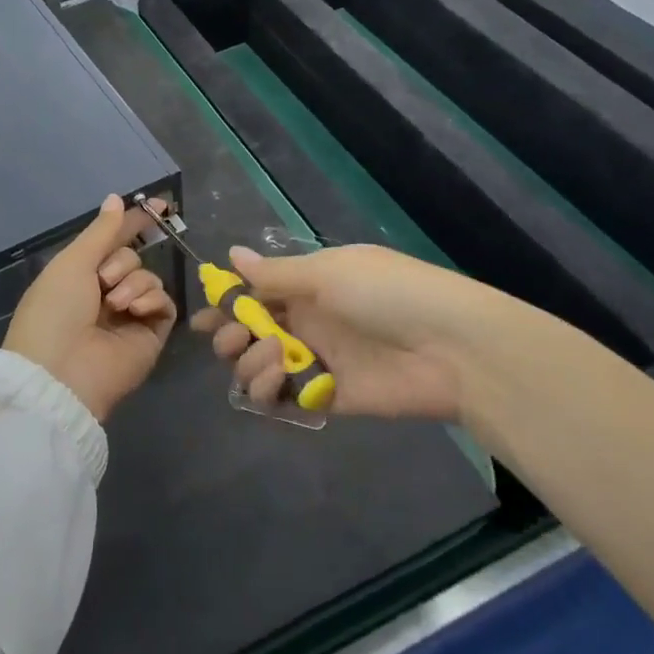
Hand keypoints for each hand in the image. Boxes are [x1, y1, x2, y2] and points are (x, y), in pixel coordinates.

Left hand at [6, 195, 178, 421]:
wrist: (61, 372)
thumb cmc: (55, 310)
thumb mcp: (72, 262)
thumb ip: (102, 231)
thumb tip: (117, 198)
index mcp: (79, 276)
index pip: (113, 242)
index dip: (133, 223)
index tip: (161, 205)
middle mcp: (105, 294)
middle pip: (132, 258)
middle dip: (121, 263)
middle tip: (103, 281)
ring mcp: (129, 316)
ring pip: (149, 278)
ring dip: (133, 283)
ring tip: (115, 304)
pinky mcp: (150, 335)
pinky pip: (164, 303)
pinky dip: (152, 300)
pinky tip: (135, 310)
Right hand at [193, 244, 550, 421]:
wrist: (451, 348)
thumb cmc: (387, 294)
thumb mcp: (328, 273)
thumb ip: (275, 274)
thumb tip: (231, 255)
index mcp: (308, 285)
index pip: (257, 293)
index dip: (227, 303)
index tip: (202, 315)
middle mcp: (307, 322)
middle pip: (251, 332)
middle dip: (230, 335)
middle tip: (229, 338)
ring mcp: (317, 361)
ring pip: (261, 366)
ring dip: (250, 362)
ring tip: (269, 358)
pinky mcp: (329, 398)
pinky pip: (286, 398)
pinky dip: (269, 393)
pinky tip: (274, 383)